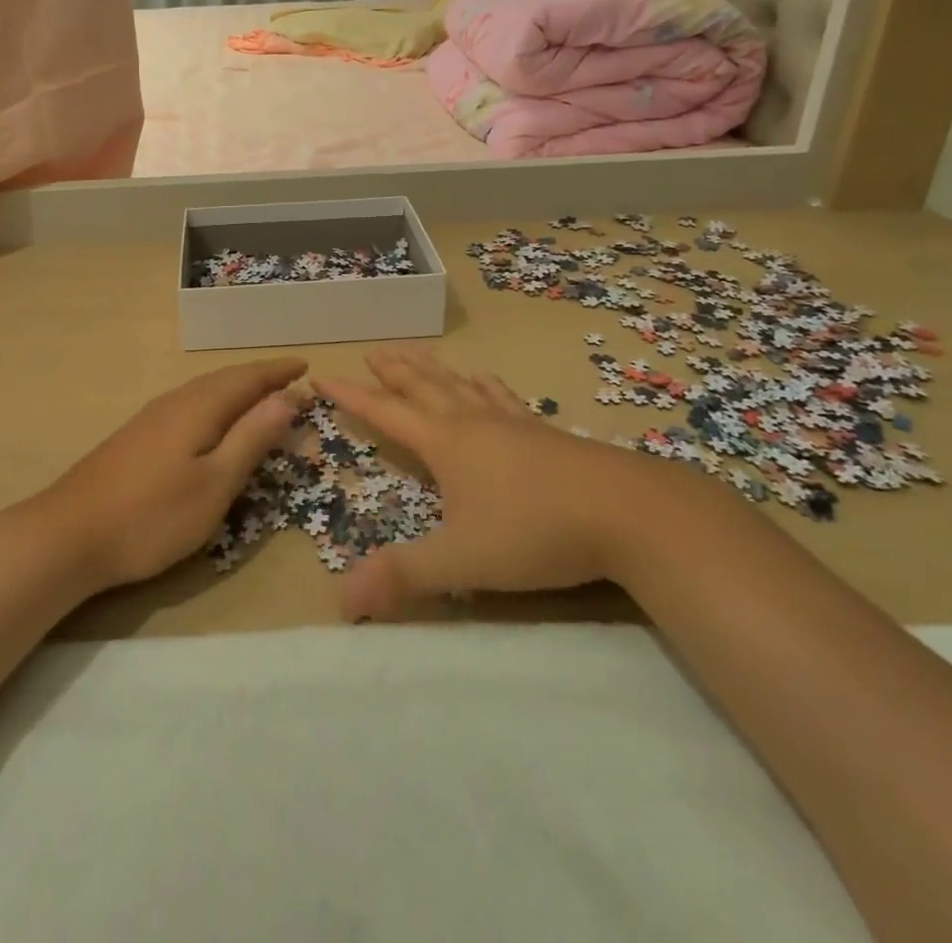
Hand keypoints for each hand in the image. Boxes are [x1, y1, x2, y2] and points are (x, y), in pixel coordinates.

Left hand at [35, 358, 306, 591]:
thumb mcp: (215, 483)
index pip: (248, 378)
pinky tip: (212, 427)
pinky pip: (189, 407)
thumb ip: (251, 438)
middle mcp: (175, 402)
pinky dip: (215, 407)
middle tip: (290, 384)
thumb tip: (287, 398)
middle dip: (260, 380)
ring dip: (237, 392)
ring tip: (260, 401)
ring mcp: (151, 419)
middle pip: (225, 380)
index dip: (278, 372)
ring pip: (204, 392)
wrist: (68, 535)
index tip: (305, 366)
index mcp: (199, 407)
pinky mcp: (136, 438)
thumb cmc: (152, 515)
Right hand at [315, 349, 683, 620]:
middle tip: (374, 351)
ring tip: (416, 353)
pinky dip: (485, 383)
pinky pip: (503, 397)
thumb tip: (339, 601)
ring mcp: (511, 423)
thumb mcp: (462, 561)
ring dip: (433, 369)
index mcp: (445, 444)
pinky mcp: (544, 433)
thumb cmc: (535, 532)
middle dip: (394, 371)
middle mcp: (472, 423)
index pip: (385, 412)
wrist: (627, 512)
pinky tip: (485, 378)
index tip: (324, 376)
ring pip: (460, 385)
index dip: (352, 396)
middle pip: (423, 387)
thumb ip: (403, 577)